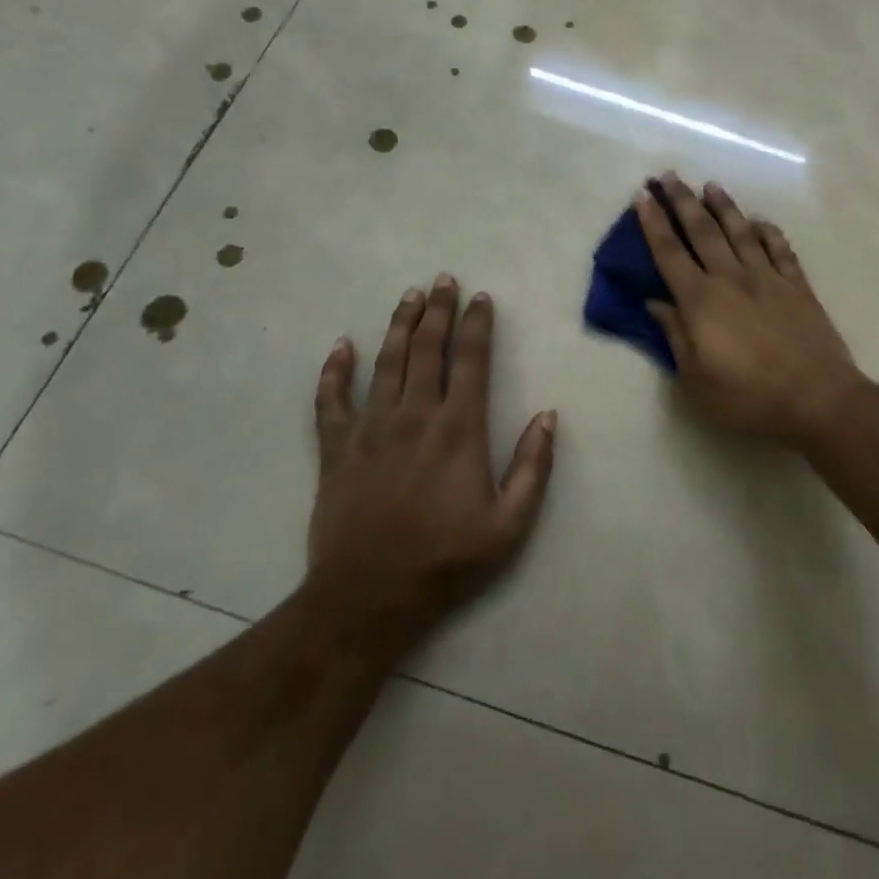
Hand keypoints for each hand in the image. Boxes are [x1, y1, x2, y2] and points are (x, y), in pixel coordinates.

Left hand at [307, 275, 555, 652]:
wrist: (368, 598)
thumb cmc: (445, 560)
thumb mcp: (509, 524)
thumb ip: (533, 467)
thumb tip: (547, 415)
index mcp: (458, 429)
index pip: (471, 361)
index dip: (477, 325)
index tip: (481, 298)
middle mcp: (415, 416)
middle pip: (427, 349)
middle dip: (438, 311)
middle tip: (444, 280)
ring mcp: (370, 429)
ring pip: (386, 363)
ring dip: (399, 326)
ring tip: (409, 296)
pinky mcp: (337, 449)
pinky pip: (331, 400)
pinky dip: (334, 371)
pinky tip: (342, 346)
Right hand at [637, 175, 863, 443]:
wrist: (817, 399)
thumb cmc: (748, 397)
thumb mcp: (696, 378)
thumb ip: (674, 335)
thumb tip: (654, 302)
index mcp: (701, 301)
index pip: (669, 254)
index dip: (653, 224)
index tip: (643, 197)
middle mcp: (731, 279)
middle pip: (702, 232)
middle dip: (682, 202)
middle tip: (668, 176)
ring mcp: (768, 278)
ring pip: (740, 232)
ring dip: (724, 207)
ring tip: (710, 186)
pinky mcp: (797, 286)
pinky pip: (780, 250)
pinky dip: (768, 232)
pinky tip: (760, 222)